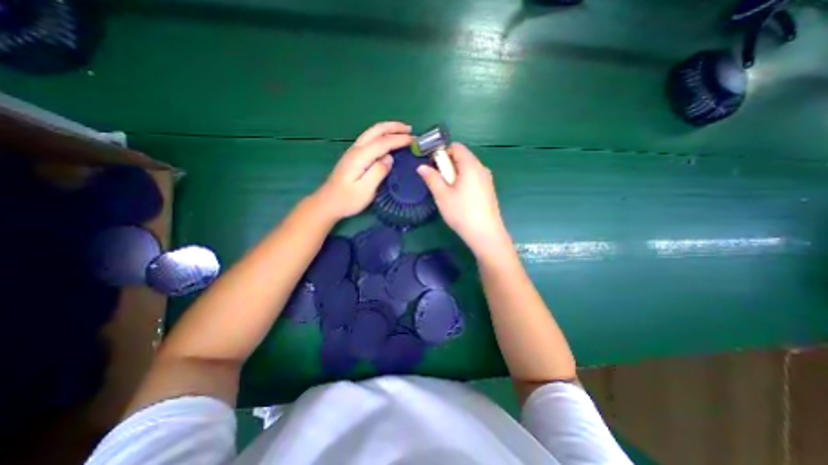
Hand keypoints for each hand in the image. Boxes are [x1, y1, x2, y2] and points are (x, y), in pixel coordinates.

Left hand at [314, 122, 413, 219]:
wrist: (327, 203)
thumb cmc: (347, 200)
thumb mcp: (365, 190)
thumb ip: (378, 172)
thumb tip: (390, 158)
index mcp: (360, 156)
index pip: (383, 142)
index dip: (400, 139)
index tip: (414, 141)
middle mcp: (356, 149)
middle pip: (376, 130)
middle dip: (394, 127)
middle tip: (410, 130)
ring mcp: (353, 151)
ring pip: (372, 132)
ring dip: (388, 129)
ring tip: (402, 131)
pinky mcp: (353, 156)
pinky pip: (370, 138)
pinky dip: (382, 135)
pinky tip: (388, 140)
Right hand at [414, 143, 511, 256]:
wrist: (485, 234)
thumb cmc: (461, 212)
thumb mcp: (442, 195)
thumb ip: (432, 178)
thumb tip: (421, 167)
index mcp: (471, 165)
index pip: (456, 147)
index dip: (442, 152)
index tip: (433, 167)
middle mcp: (481, 168)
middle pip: (462, 157)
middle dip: (447, 165)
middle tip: (439, 182)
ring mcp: (487, 179)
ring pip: (467, 169)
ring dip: (455, 175)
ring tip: (447, 192)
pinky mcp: (488, 190)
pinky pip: (473, 178)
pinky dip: (463, 182)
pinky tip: (459, 198)